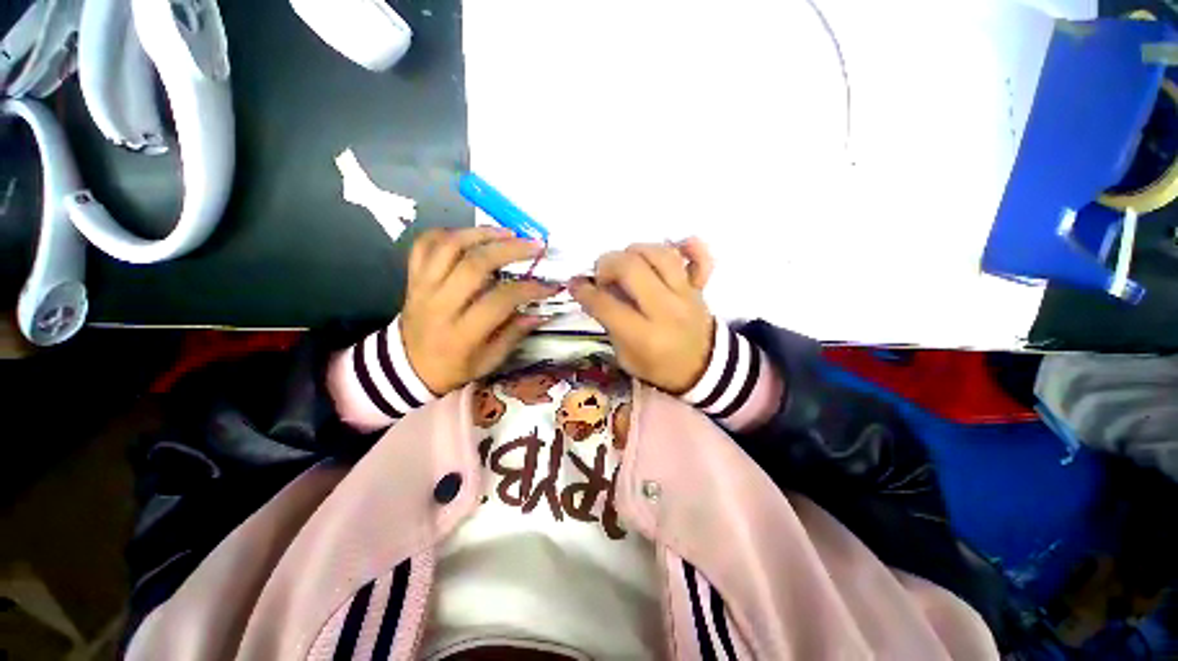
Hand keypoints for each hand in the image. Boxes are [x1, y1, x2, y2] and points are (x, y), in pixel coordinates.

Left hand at [401, 227, 559, 394]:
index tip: (550, 285)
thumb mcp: (488, 362)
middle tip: (534, 246)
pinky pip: (424, 244)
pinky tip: (471, 235)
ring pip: (449, 247)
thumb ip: (514, 335)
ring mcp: (422, 287)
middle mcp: (440, 305)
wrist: (406, 367)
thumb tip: (541, 313)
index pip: (500, 300)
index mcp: (461, 333)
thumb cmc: (453, 367)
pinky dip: (448, 233)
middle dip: (510, 250)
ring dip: (481, 233)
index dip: (529, 289)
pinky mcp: (412, 278)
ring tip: (508, 232)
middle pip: (474, 264)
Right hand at [569, 238, 715, 393]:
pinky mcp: (699, 287)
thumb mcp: (626, 358)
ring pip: (659, 254)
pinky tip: (673, 247)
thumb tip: (594, 291)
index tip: (574, 285)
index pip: (607, 305)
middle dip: (607, 264)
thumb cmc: (659, 367)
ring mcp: (686, 295)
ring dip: (635, 251)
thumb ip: (610, 324)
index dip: (584, 292)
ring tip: (627, 263)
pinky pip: (699, 256)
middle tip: (602, 276)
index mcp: (645, 337)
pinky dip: (687, 245)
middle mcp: (666, 310)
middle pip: (632, 268)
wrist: (704, 369)